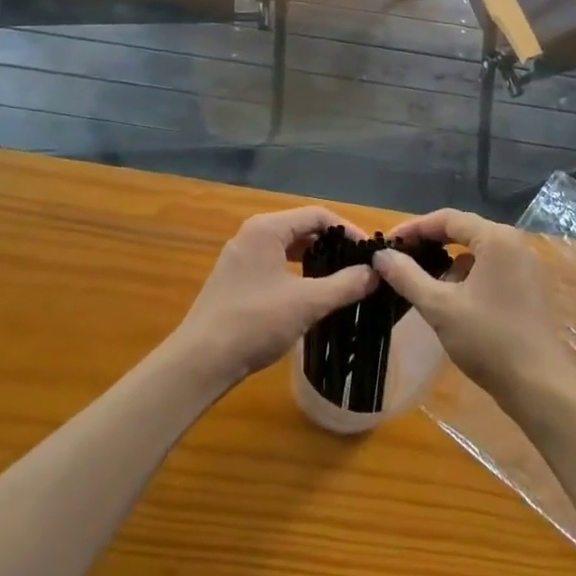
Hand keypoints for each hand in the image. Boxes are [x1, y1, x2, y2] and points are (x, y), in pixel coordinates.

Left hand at [171, 207, 377, 389]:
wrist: (201, 360)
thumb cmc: (255, 322)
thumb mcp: (307, 303)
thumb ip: (344, 285)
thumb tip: (374, 273)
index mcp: (267, 229)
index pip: (317, 215)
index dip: (347, 230)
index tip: (370, 252)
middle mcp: (252, 234)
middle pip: (302, 228)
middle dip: (332, 245)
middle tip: (360, 266)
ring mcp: (240, 257)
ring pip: (287, 248)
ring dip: (315, 260)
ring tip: (341, 279)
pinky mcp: (236, 280)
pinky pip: (274, 264)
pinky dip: (297, 273)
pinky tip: (310, 294)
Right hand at [372, 209, 575, 406]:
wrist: (539, 386)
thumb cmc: (488, 340)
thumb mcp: (440, 307)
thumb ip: (407, 276)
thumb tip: (381, 255)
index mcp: (496, 238)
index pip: (447, 218)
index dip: (413, 227)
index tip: (387, 242)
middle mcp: (514, 243)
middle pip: (463, 231)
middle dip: (429, 243)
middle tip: (399, 258)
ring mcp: (524, 265)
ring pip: (476, 251)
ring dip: (447, 261)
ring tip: (420, 281)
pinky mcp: (527, 287)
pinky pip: (490, 268)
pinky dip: (466, 276)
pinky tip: (450, 299)